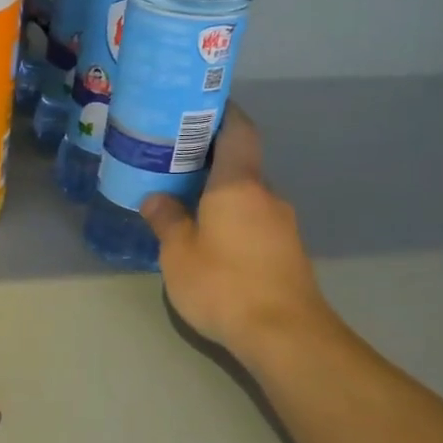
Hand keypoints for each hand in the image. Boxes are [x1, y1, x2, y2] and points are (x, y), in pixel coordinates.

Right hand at [141, 106, 337, 364]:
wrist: (284, 334)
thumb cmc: (224, 284)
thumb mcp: (178, 253)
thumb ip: (166, 221)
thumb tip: (156, 199)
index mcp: (239, 184)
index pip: (238, 131)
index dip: (221, 114)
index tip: (196, 109)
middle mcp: (266, 196)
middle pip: (240, 163)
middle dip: (209, 159)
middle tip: (172, 161)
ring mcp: (281, 225)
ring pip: (246, 196)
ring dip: (219, 193)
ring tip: (183, 202)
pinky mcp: (286, 252)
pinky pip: (253, 220)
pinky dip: (230, 218)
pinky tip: (208, 238)